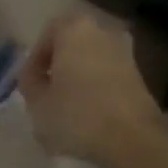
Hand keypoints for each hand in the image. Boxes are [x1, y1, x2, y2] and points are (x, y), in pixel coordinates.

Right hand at [19, 13, 161, 167]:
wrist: (134, 139)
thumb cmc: (78, 115)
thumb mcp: (37, 104)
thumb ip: (29, 84)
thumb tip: (33, 76)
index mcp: (73, 29)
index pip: (46, 36)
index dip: (35, 62)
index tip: (30, 86)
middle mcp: (100, 31)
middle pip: (70, 46)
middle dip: (58, 68)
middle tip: (47, 94)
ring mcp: (123, 51)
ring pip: (90, 60)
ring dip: (78, 78)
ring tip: (68, 109)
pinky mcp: (138, 73)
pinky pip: (107, 75)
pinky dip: (97, 88)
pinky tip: (90, 114)